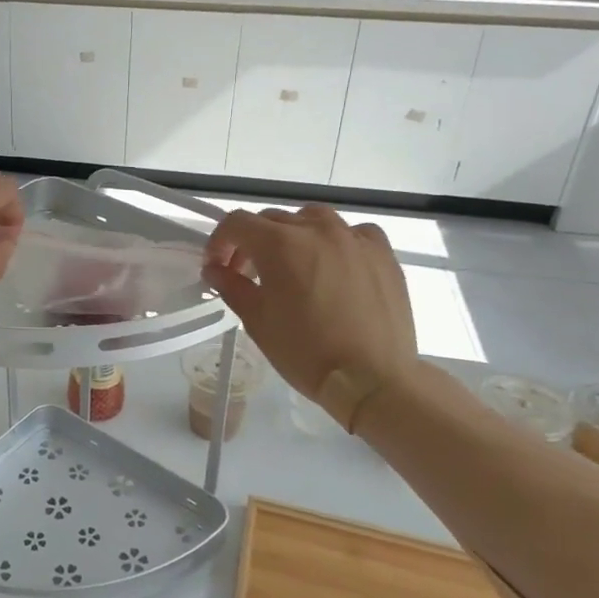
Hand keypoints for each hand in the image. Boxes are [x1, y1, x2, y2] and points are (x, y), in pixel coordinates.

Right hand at [202, 204, 415, 430]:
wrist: (373, 378)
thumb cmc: (306, 352)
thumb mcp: (257, 321)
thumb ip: (232, 286)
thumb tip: (215, 269)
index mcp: (279, 244)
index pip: (237, 223)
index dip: (219, 242)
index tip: (217, 267)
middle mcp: (316, 229)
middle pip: (272, 220)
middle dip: (252, 242)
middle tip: (248, 274)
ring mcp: (353, 238)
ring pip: (312, 219)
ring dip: (293, 235)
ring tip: (292, 265)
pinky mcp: (382, 252)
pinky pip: (353, 233)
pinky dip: (336, 241)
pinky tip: (335, 264)